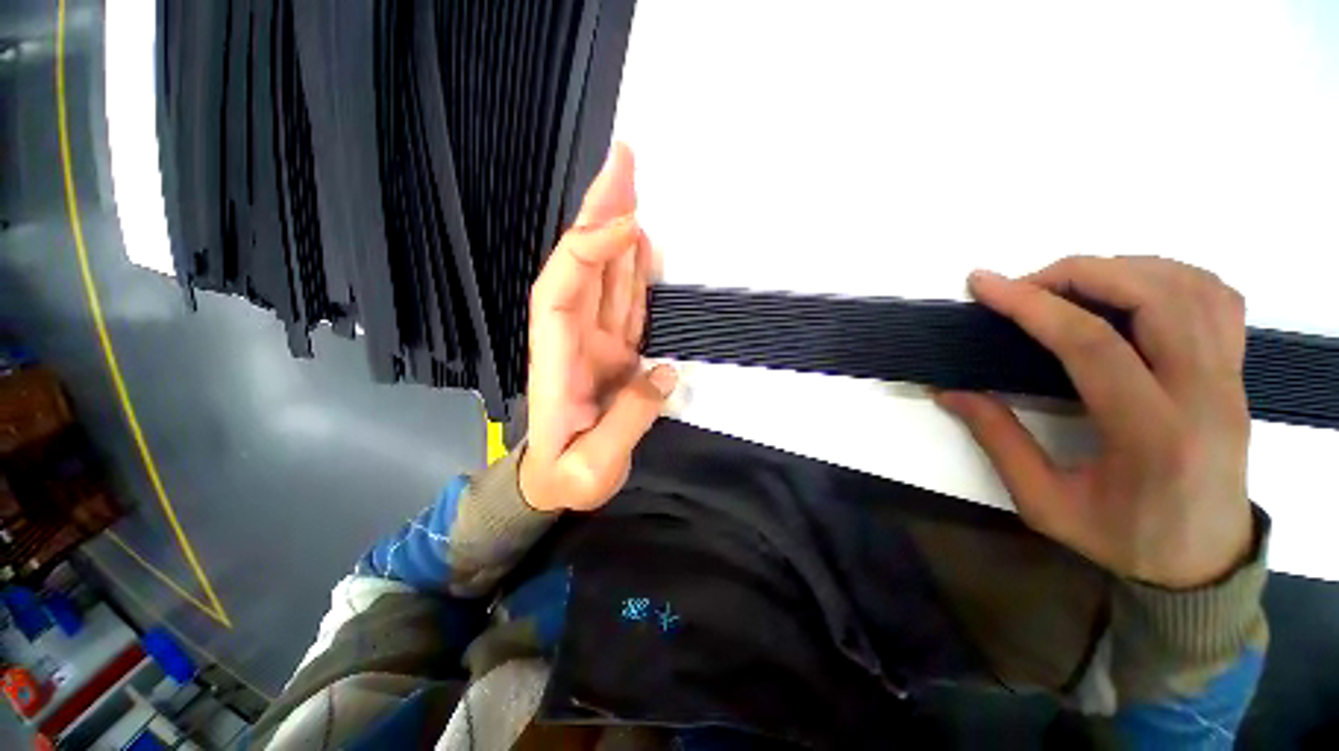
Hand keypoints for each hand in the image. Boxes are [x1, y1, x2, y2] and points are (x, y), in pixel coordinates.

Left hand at [519, 143, 676, 512]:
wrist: (555, 481)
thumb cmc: (566, 478)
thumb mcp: (593, 465)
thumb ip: (629, 419)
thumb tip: (664, 372)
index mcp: (557, 360)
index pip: (563, 291)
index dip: (591, 253)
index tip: (628, 224)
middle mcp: (573, 339)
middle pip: (582, 266)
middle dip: (600, 215)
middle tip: (623, 164)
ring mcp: (595, 341)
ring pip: (605, 276)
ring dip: (618, 232)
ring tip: (635, 188)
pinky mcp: (614, 349)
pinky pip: (624, 301)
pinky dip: (632, 270)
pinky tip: (643, 245)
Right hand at [935, 257, 1252, 588]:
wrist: (1204, 561)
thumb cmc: (1124, 539)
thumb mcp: (1044, 503)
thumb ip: (997, 440)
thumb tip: (949, 391)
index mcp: (1152, 435)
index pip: (1092, 344)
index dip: (1032, 306)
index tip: (984, 285)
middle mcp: (1203, 395)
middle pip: (1154, 297)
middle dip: (1079, 273)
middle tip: (1025, 284)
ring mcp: (1230, 379)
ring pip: (1190, 287)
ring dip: (1122, 269)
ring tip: (1069, 285)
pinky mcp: (1236, 373)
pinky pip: (1216, 298)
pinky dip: (1169, 276)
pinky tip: (1129, 291)